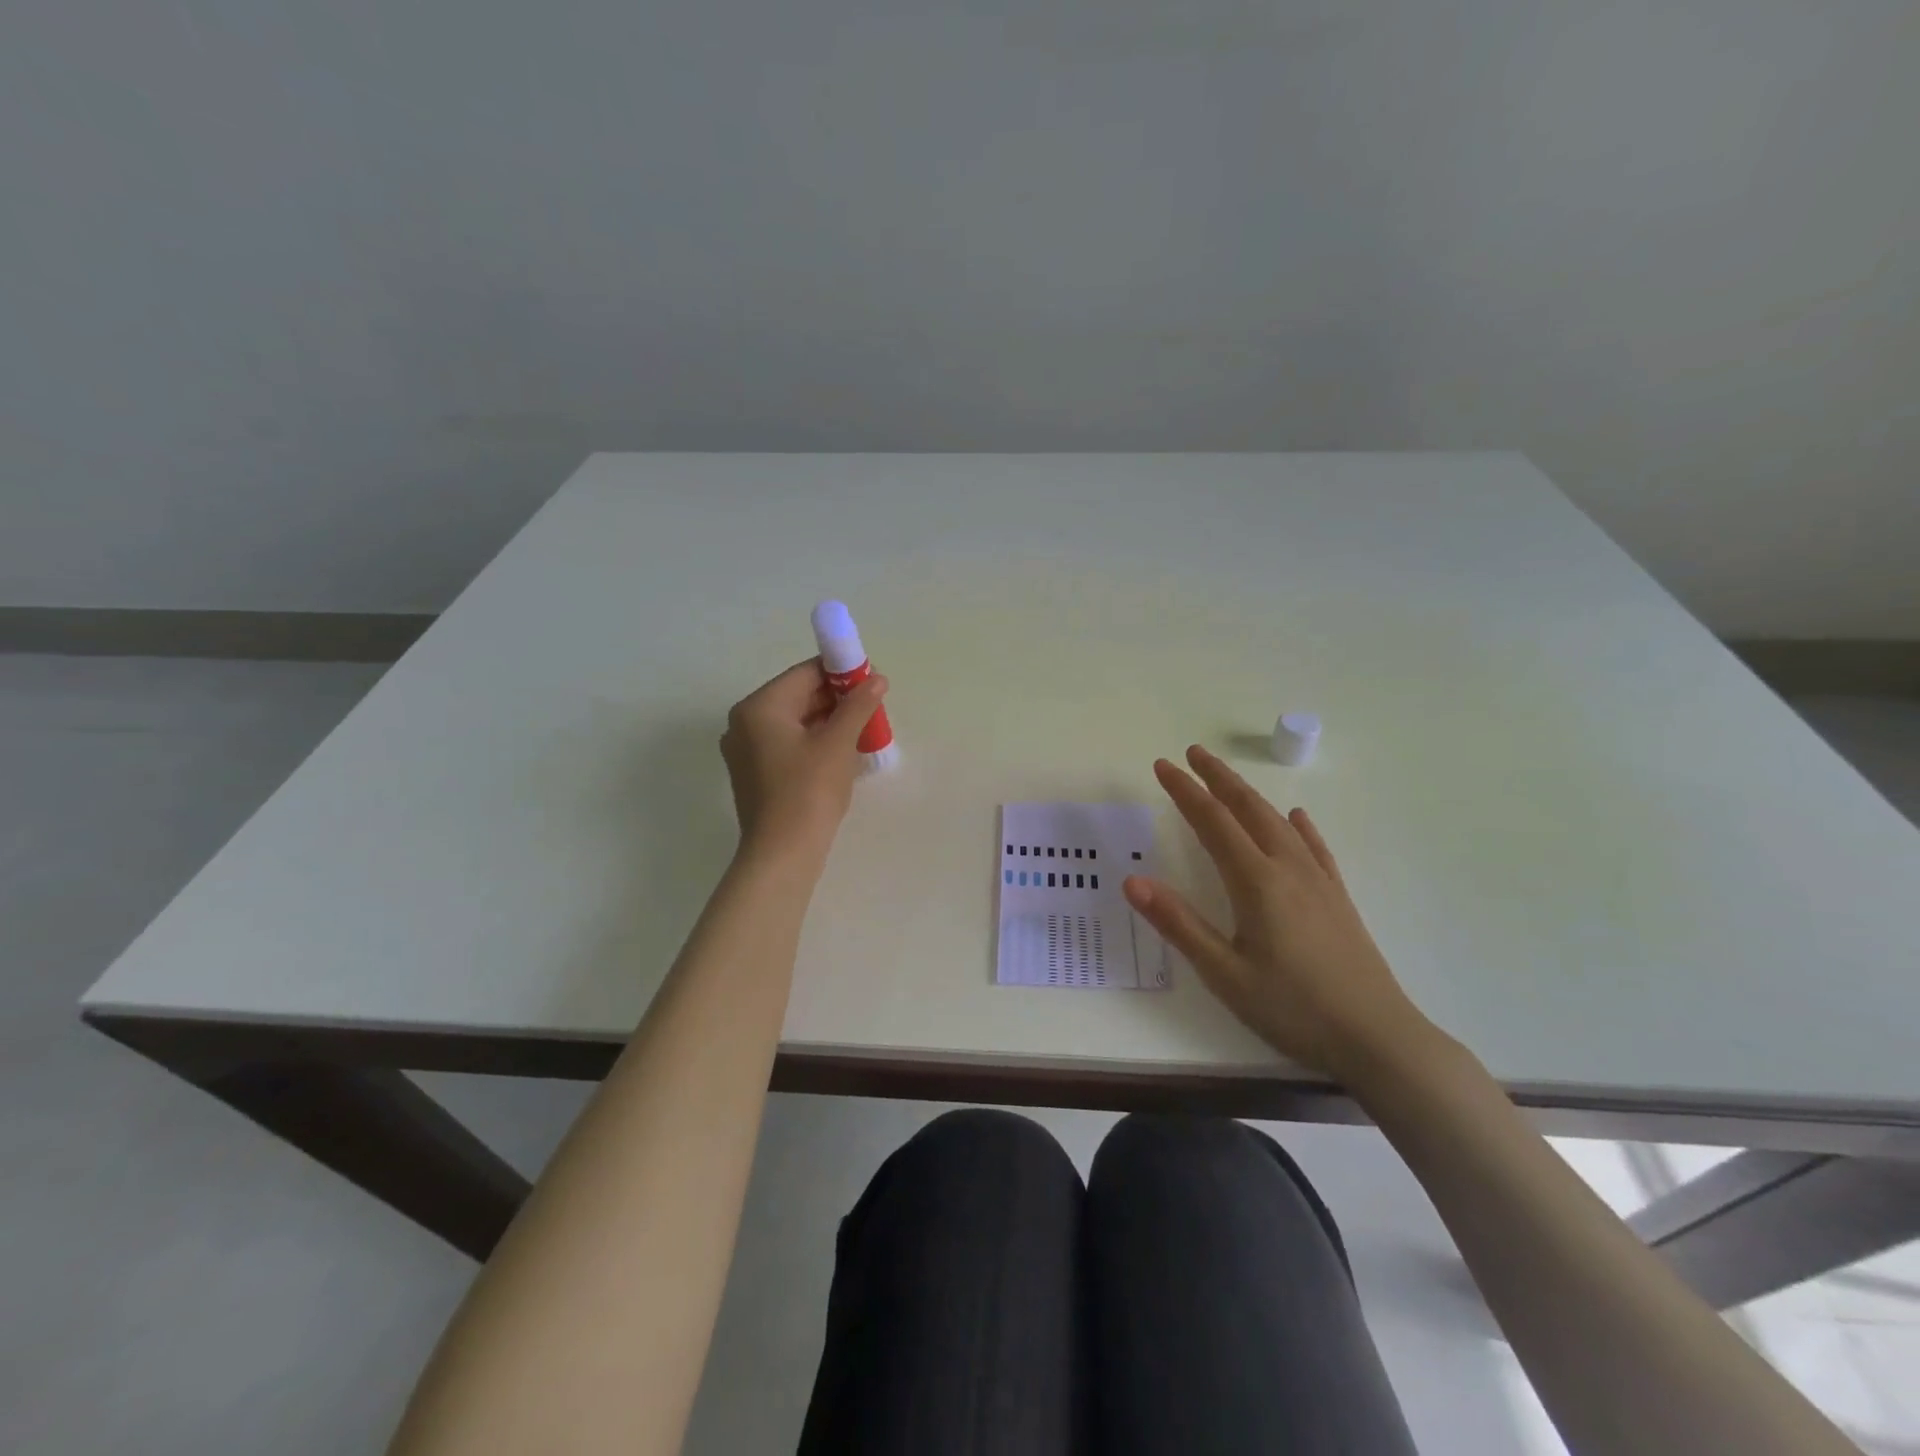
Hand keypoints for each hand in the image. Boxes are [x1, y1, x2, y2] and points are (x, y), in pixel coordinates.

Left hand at [720, 659, 888, 857]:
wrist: (782, 854)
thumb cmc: (809, 791)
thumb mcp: (839, 743)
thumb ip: (858, 705)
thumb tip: (877, 679)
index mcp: (759, 707)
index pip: (805, 674)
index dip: (841, 673)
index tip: (872, 683)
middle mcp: (744, 723)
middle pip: (797, 697)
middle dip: (837, 700)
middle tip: (871, 709)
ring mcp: (746, 751)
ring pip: (794, 722)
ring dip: (828, 722)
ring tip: (862, 731)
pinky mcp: (754, 775)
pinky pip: (788, 745)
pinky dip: (814, 743)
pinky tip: (841, 754)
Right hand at [1125, 744, 1435, 1080]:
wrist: (1378, 1038)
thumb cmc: (1293, 1008)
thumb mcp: (1224, 973)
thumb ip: (1178, 923)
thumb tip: (1132, 881)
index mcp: (1256, 882)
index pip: (1213, 822)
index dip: (1185, 791)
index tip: (1163, 765)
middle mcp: (1287, 869)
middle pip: (1248, 809)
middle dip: (1218, 778)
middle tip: (1193, 753)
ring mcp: (1318, 882)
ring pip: (1279, 822)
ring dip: (1250, 795)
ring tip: (1228, 780)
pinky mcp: (1337, 899)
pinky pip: (1314, 848)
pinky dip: (1299, 827)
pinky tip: (1297, 818)